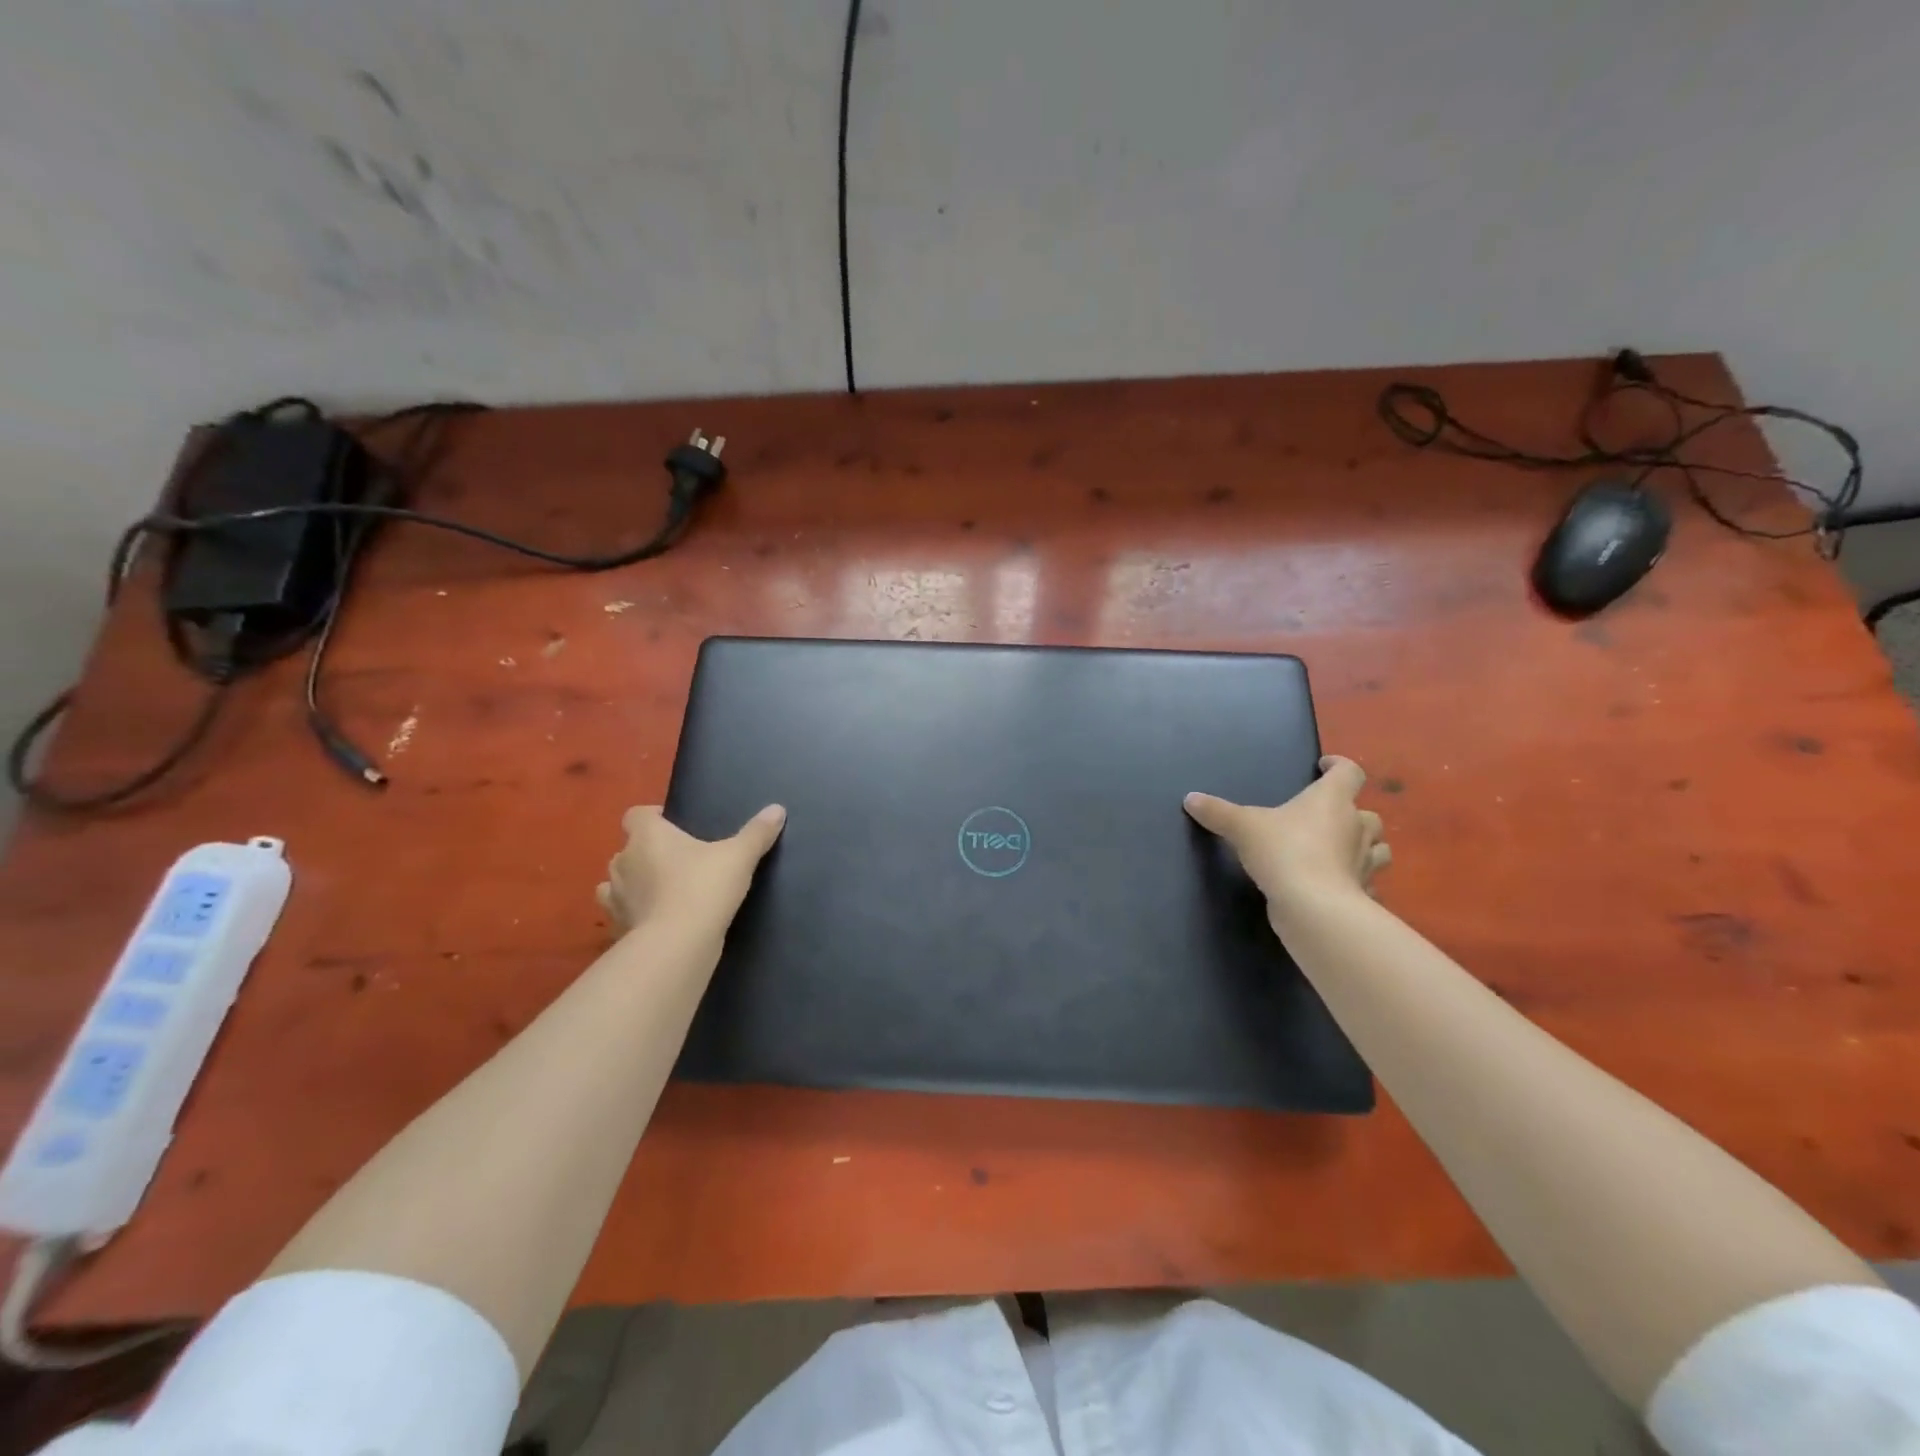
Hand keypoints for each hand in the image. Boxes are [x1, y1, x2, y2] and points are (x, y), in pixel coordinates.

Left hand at [596, 804, 785, 936]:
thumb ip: (756, 833)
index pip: (637, 814)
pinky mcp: (616, 929)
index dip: (653, 817)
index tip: (674, 825)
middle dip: (647, 854)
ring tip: (662, 893)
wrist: (677, 946)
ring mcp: (615, 898)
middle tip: (678, 862)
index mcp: (647, 836)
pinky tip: (655, 922)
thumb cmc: (703, 888)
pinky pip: (622, 916)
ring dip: (634, 885)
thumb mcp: (739, 857)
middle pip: (628, 849)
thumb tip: (777, 809)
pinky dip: (634, 916)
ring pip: (617, 883)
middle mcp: (623, 861)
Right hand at [1184, 755, 1388, 923]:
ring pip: (1377, 848)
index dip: (1339, 765)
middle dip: (1352, 812)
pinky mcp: (1362, 892)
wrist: (1313, 906)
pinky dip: (1357, 882)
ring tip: (1340, 850)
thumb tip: (1190, 798)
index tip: (1324, 766)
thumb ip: (1217, 812)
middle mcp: (1356, 826)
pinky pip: (1366, 883)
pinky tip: (1338, 886)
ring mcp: (1365, 862)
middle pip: (1368, 812)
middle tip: (1327, 817)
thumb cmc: (1283, 851)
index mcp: (1332, 800)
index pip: (1349, 772)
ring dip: (1363, 846)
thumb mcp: (1242, 827)